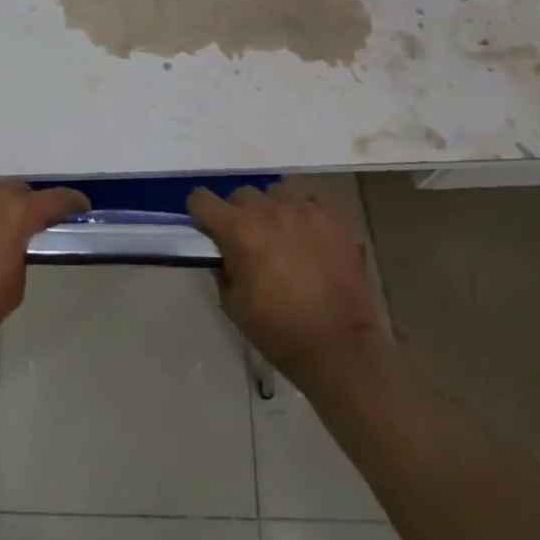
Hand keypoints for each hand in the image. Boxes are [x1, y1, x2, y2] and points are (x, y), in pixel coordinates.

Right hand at [188, 184, 392, 391]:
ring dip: (272, 210)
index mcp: (239, 230)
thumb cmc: (279, 331)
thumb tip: (225, 252)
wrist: (339, 347)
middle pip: (241, 194)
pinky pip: (311, 199)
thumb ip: (222, 268)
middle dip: (238, 214)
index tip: (208, 229)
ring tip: (283, 235)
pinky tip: (310, 233)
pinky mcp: (335, 217)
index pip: (201, 199)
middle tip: (249, 241)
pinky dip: (305, 211)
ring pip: (277, 192)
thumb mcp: (233, 304)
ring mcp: (305, 209)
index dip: (200, 213)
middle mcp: (269, 210)